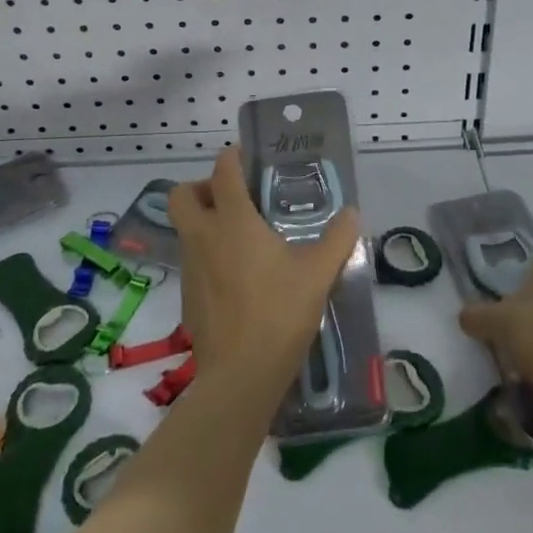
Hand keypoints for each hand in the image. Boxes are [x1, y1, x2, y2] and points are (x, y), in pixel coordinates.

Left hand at [168, 146, 361, 388]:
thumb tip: (350, 213)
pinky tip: (237, 279)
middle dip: (202, 187)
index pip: (223, 170)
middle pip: (182, 194)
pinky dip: (207, 257)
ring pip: (185, 228)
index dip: (233, 156)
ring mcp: (190, 267)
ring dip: (205, 222)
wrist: (241, 376)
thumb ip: (337, 238)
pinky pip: (191, 261)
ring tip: (241, 239)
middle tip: (233, 199)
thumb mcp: (319, 272)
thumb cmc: (279, 312)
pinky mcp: (186, 296)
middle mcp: (203, 236)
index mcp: (233, 220)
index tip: (250, 158)